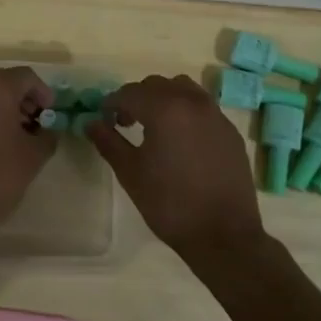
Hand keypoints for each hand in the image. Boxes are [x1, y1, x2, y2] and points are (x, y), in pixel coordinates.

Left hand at [0, 67, 54, 246]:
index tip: (50, 114)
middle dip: (21, 100)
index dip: (42, 94)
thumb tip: (48, 130)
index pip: (26, 77)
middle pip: (3, 82)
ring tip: (14, 134)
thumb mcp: (35, 155)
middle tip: (35, 123)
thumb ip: (47, 134)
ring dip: (1, 108)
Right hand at [86, 74, 264, 263]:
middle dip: (136, 98)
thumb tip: (91, 122)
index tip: (104, 120)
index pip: (129, 93)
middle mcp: (192, 102)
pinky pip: (202, 107)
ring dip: (163, 98)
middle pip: (156, 85)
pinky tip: (181, 140)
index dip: (111, 104)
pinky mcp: (229, 131)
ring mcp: (215, 115)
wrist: (224, 235)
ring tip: (155, 126)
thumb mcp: (130, 173)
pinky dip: (185, 111)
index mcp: (164, 109)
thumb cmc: (170, 204)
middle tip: (125, 123)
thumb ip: (108, 141)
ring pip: (183, 89)